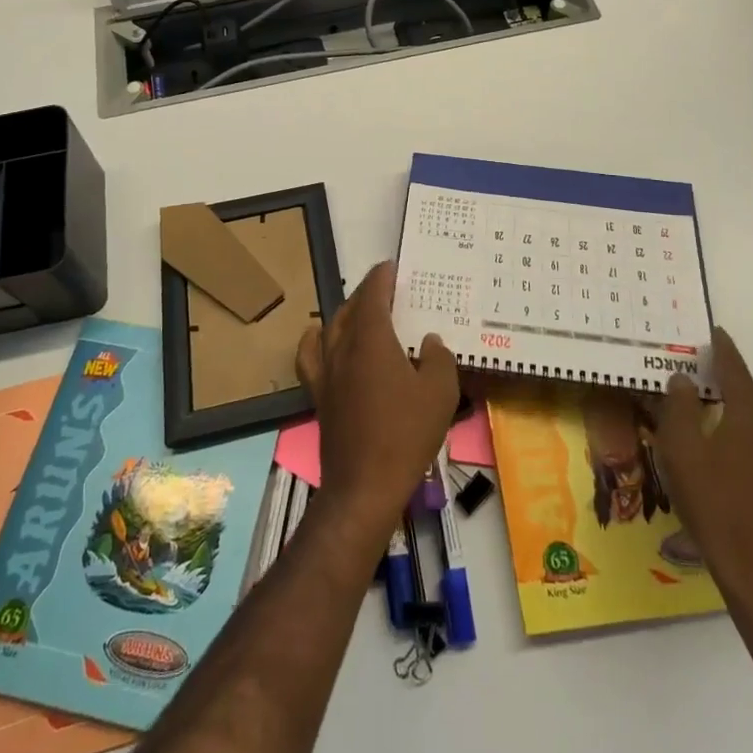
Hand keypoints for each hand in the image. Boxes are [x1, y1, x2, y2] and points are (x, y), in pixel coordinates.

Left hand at [296, 260, 459, 536]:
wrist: (365, 485)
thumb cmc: (406, 434)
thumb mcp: (440, 393)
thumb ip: (439, 359)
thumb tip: (429, 342)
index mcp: (371, 340)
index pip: (372, 295)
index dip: (381, 278)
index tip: (392, 267)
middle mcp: (343, 348)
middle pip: (349, 308)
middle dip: (366, 294)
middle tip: (386, 291)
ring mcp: (326, 372)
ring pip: (330, 328)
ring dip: (346, 314)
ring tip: (362, 314)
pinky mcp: (319, 395)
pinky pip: (312, 356)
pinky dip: (317, 341)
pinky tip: (324, 342)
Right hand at [657, 328, 752, 608]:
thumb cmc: (714, 503)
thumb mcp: (682, 450)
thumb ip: (680, 407)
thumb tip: (683, 380)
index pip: (735, 369)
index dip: (721, 348)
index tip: (713, 331)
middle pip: (743, 395)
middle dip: (718, 383)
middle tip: (689, 374)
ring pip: (749, 423)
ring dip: (724, 415)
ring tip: (694, 415)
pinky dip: (734, 439)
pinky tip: (712, 456)